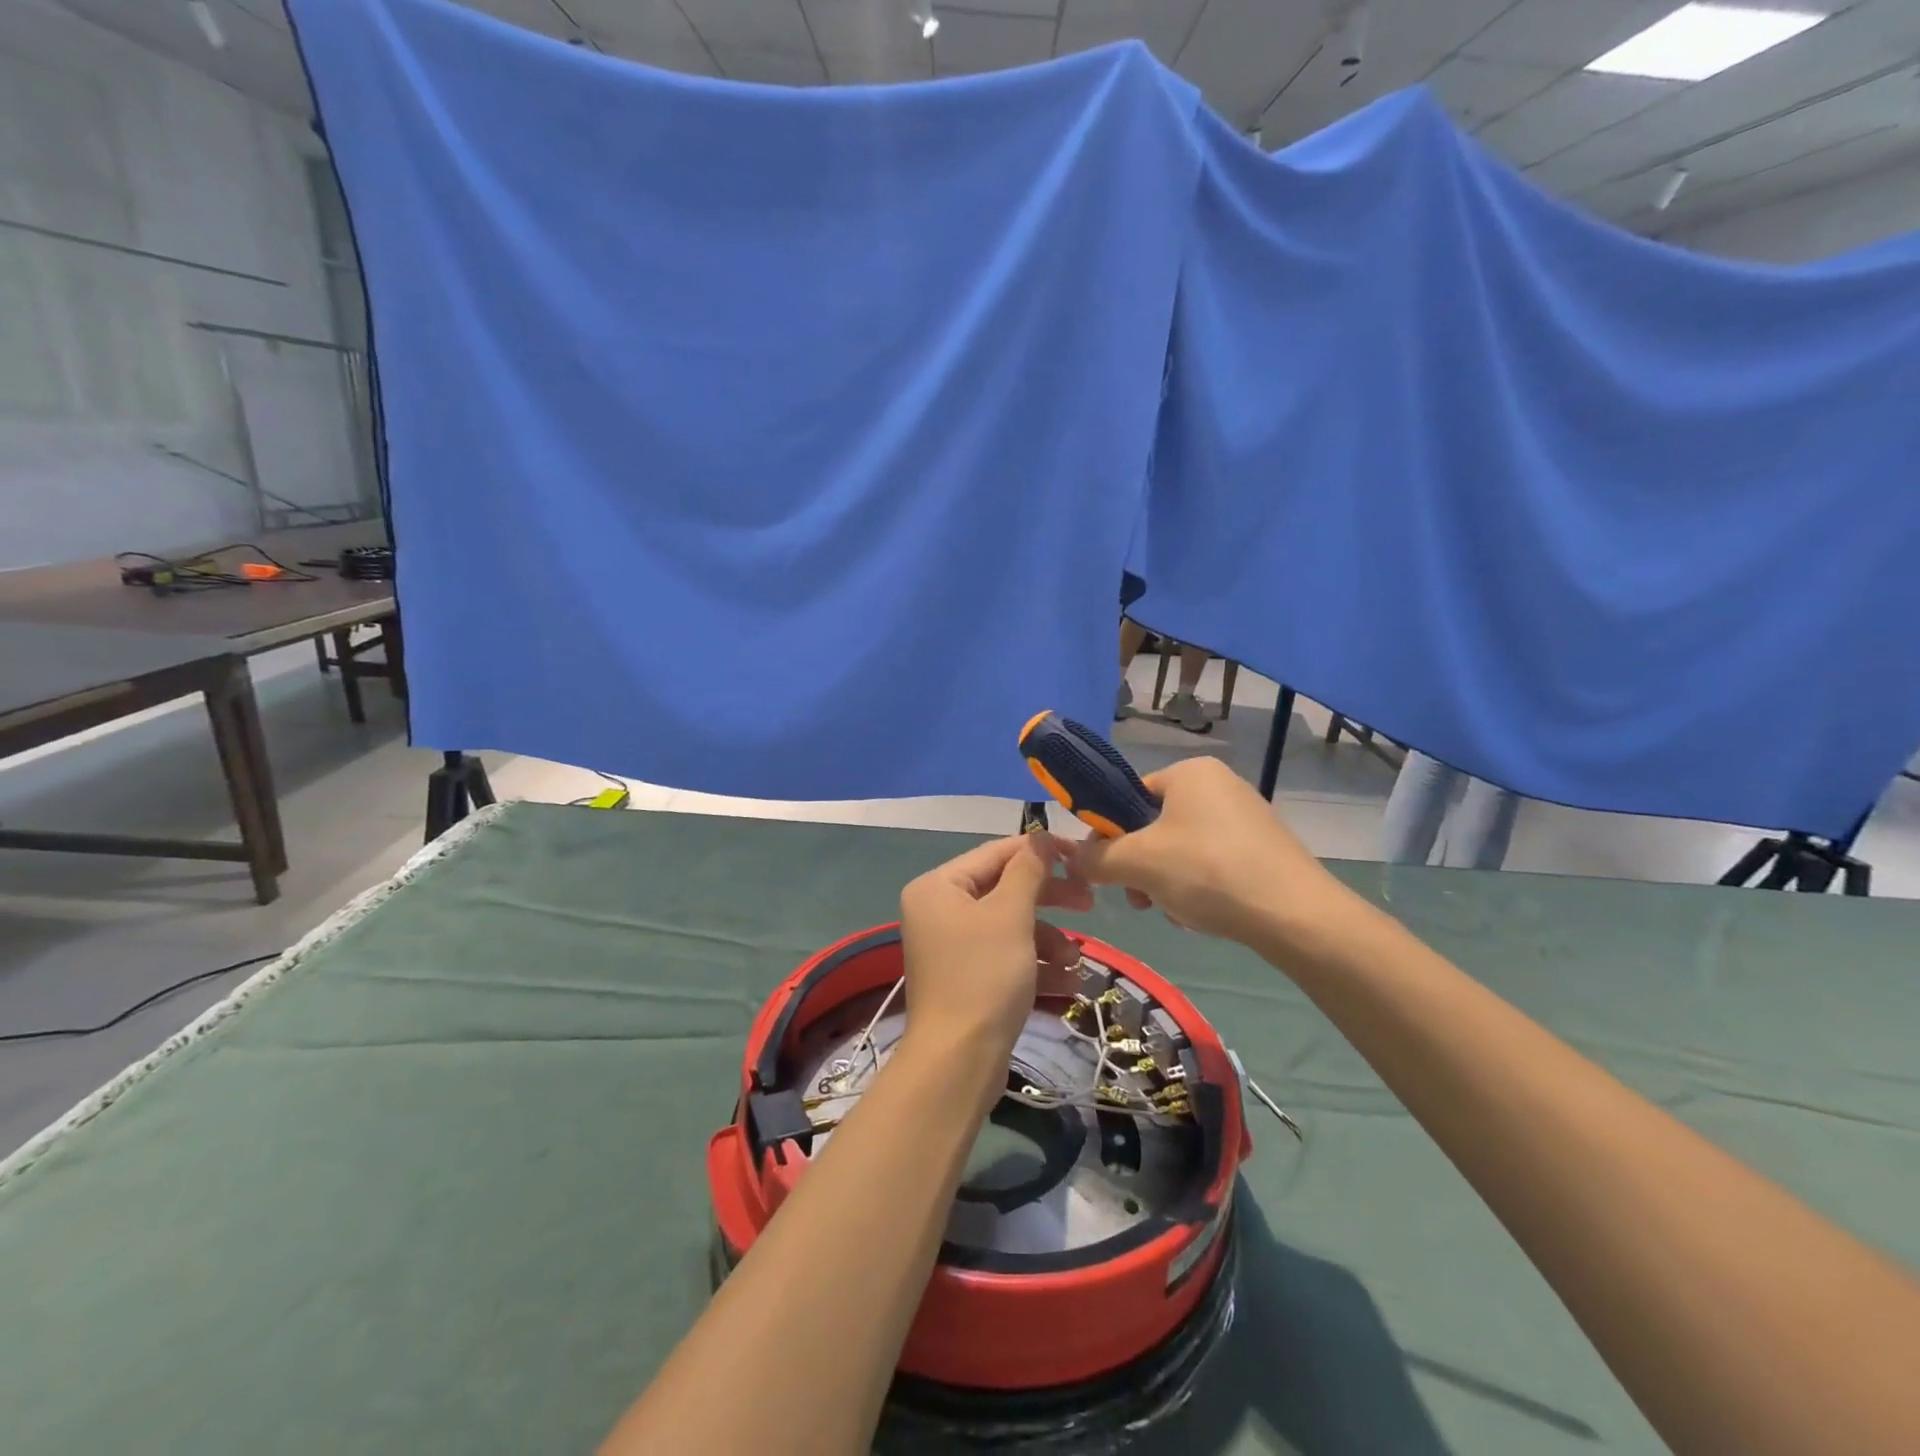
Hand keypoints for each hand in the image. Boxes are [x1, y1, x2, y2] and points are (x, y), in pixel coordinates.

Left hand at [898, 836, 1087, 1083]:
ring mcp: (952, 947)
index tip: (1079, 855)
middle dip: (1049, 899)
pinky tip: (1068, 984)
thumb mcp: (1010, 915)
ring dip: (1048, 939)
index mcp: (938, 887)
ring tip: (1074, 961)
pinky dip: (1036, 965)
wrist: (958, 1062)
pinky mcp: (968, 978)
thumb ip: (1028, 871)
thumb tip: (1041, 837)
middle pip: (1004, 889)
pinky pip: (1006, 957)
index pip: (995, 853)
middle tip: (1089, 902)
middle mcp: (939, 910)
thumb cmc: (983, 976)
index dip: (1039, 851)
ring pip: (1010, 926)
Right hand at [1068, 756, 1359, 955]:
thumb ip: (1095, 857)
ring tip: (1173, 913)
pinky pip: (1212, 863)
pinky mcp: (1264, 849)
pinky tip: (1201, 916)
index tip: (1107, 869)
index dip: (1109, 833)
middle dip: (1140, 866)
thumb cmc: (1208, 872)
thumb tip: (1071, 857)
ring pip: (1181, 849)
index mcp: (1190, 772)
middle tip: (1139, 899)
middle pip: (1154, 825)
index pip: (1128, 796)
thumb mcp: (1137, 863)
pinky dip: (1198, 887)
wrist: (1297, 916)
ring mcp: (1246, 817)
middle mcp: (1220, 785)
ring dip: (1165, 882)